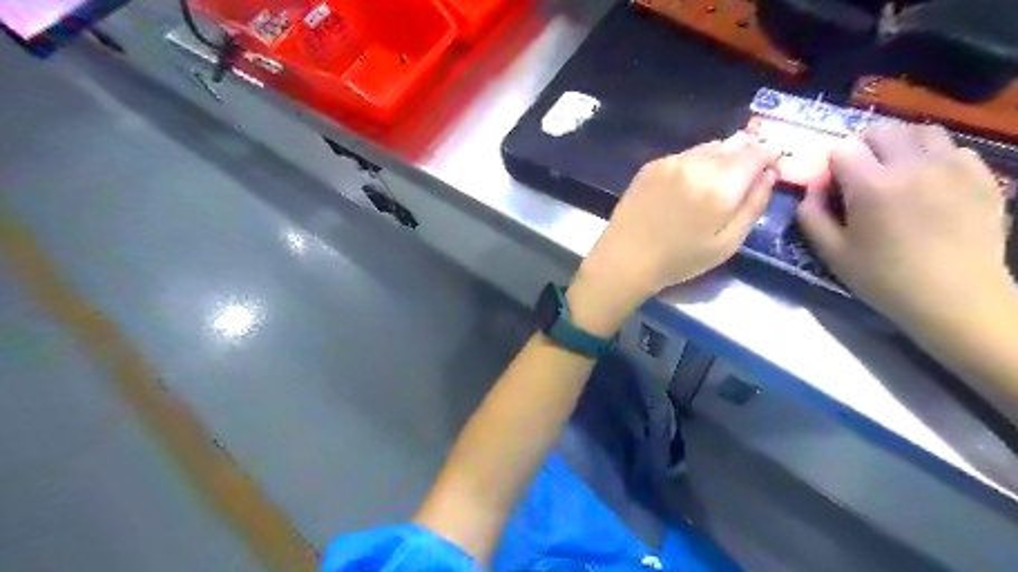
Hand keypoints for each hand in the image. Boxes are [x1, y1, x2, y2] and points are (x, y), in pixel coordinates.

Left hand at [564, 132, 781, 334]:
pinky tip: (686, 187)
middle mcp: (697, 165)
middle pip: (734, 145)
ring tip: (712, 186)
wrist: (625, 258)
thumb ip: (753, 206)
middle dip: (745, 158)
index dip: (768, 158)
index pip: (758, 152)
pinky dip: (694, 163)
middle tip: (740, 182)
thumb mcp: (727, 244)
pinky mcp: (651, 165)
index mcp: (721, 186)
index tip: (768, 171)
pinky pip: (684, 155)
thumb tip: (769, 174)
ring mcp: (671, 161)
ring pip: (709, 147)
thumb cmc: (679, 260)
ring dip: (720, 159)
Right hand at [800, 125, 1013, 330]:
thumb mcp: (831, 252)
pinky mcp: (981, 175)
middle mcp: (913, 165)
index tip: (833, 185)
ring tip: (894, 170)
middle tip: (859, 175)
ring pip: (920, 132)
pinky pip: (952, 148)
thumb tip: (813, 188)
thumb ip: (811, 215)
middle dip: (863, 147)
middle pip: (881, 131)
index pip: (843, 148)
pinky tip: (928, 183)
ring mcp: (953, 166)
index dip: (832, 164)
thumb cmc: (884, 278)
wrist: (956, 297)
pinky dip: (933, 156)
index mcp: (872, 185)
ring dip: (899, 145)